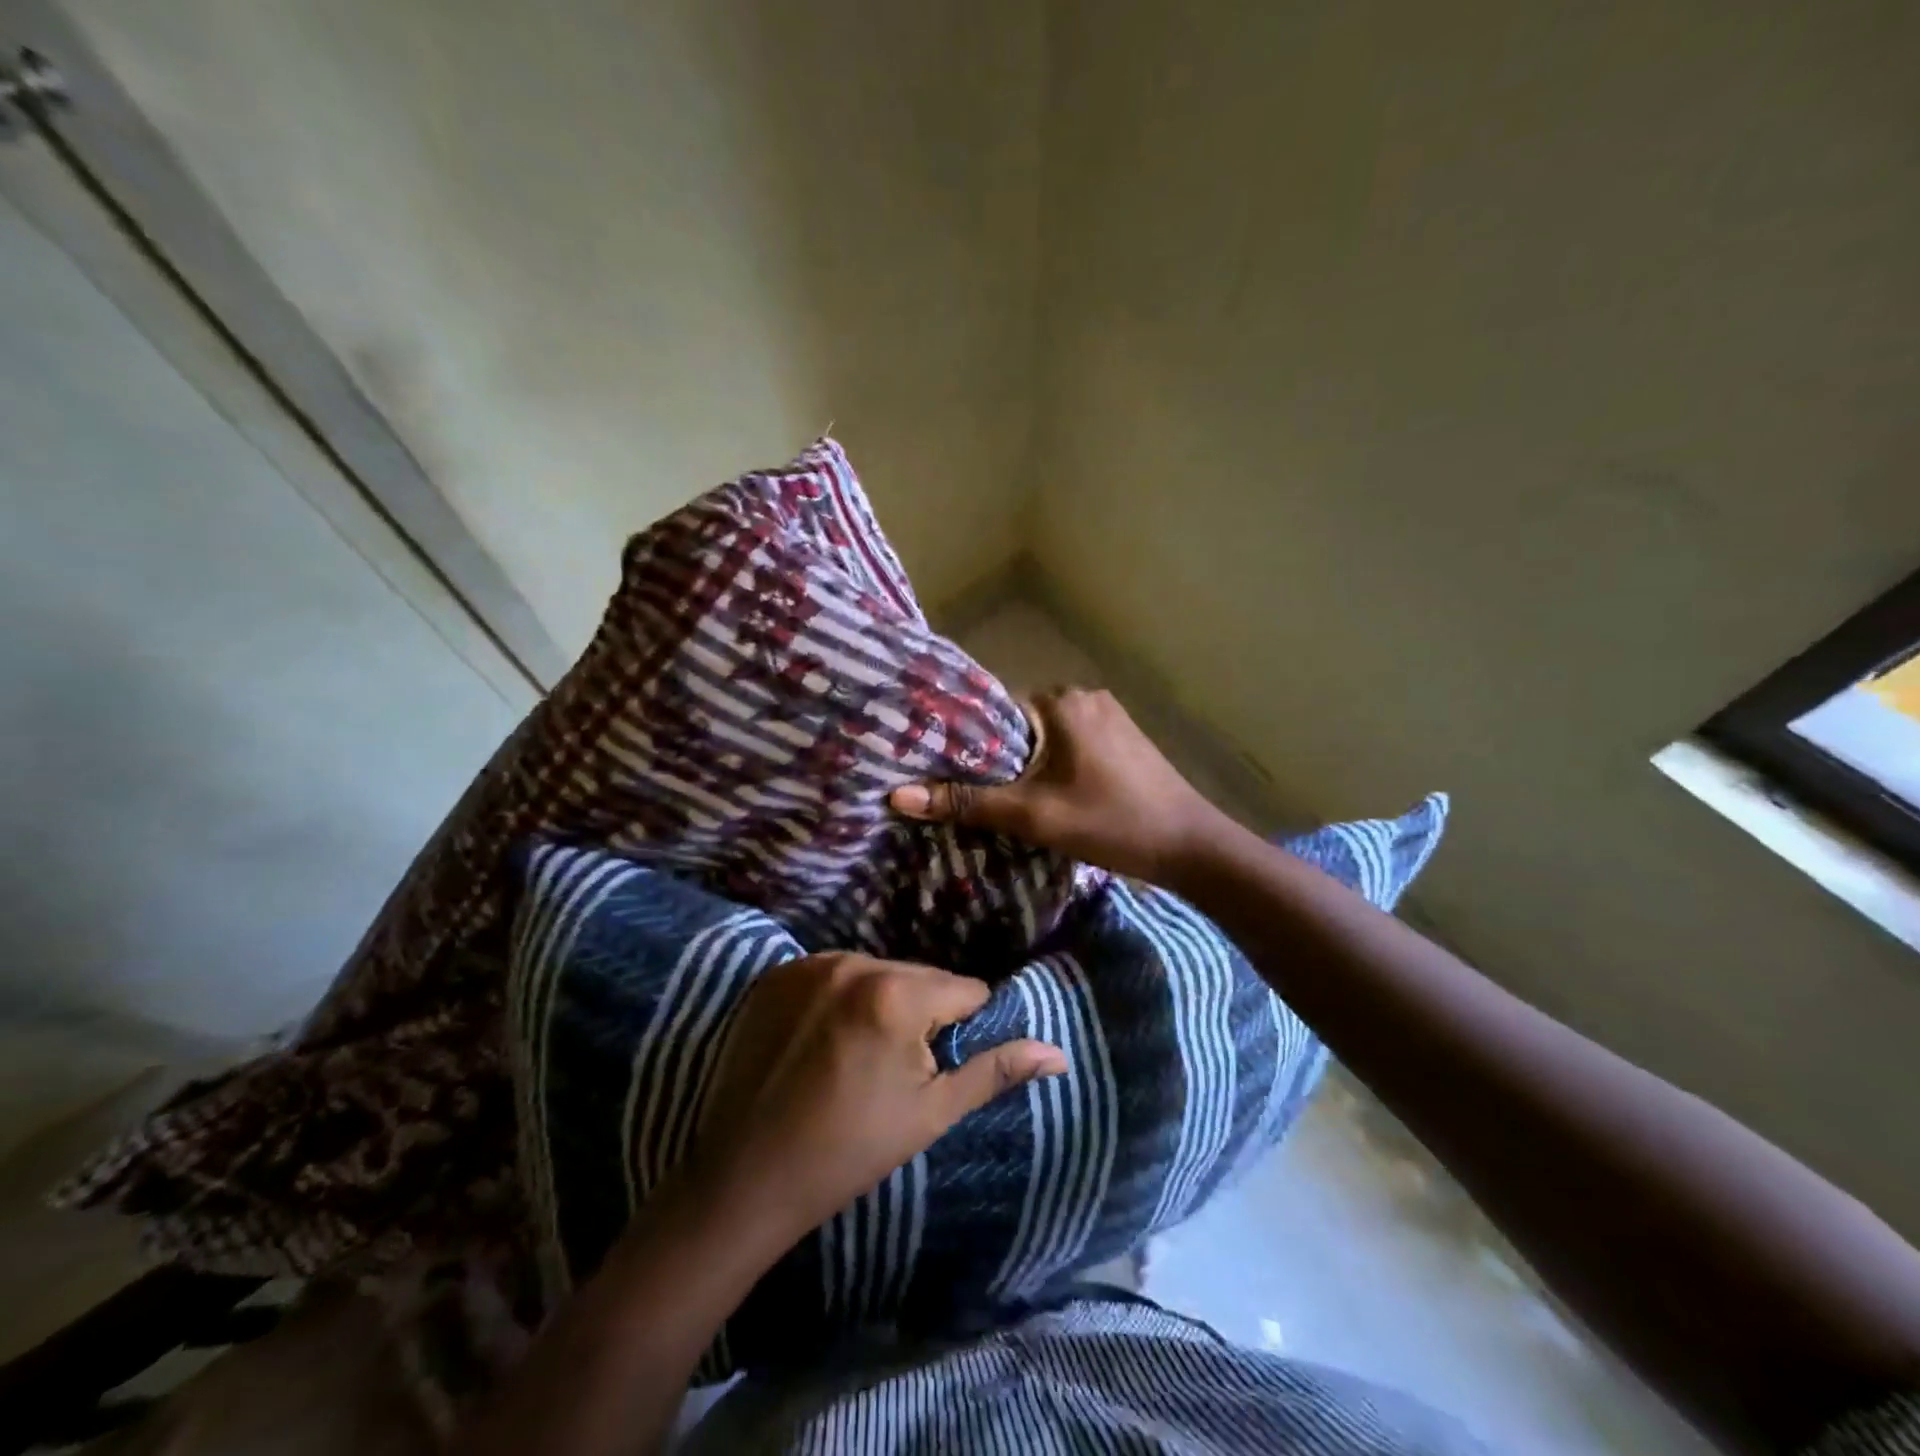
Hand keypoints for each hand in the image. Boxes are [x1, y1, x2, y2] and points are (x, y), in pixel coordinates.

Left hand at [686, 953, 1065, 1247]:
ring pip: (877, 972)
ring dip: (883, 1002)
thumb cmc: (849, 1150)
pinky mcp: (776, 975)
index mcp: (895, 994)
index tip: (938, 1067)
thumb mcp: (931, 1113)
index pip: (964, 989)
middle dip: (924, 1012)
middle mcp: (852, 962)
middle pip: (919, 976)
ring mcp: (808, 965)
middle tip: (898, 1068)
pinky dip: (841, 997)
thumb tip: (1058, 1053)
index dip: (963, 1029)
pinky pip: (833, 974)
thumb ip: (995, 1072)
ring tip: (860, 1056)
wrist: (746, 1178)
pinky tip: (824, 1041)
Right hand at [890, 687, 1230, 882]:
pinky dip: (1051, 765)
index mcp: (1061, 701)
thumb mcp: (1033, 815)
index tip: (936, 767)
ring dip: (1024, 763)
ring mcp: (1108, 716)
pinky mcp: (1123, 737)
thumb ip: (966, 802)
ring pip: (1045, 737)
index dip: (964, 740)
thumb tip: (897, 796)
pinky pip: (1070, 744)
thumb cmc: (1111, 823)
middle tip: (962, 790)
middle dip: (994, 756)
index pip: (993, 710)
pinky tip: (1042, 794)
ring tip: (996, 796)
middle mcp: (1083, 696)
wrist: (1191, 846)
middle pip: (1018, 724)